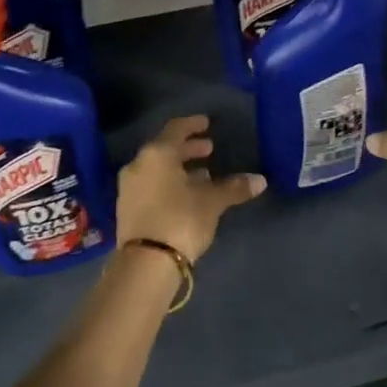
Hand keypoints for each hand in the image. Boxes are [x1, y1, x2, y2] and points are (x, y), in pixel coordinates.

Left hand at [117, 115, 263, 261]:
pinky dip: (168, 184)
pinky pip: (150, 186)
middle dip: (188, 149)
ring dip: (179, 169)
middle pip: (165, 149)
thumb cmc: (181, 219)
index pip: (176, 129)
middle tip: (209, 150)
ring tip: (202, 176)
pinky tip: (186, 196)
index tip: (207, 123)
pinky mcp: (127, 209)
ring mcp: (129, 188)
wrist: (146, 263)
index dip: (193, 124)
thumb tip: (260, 180)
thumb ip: (234, 188)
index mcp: (157, 154)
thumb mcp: (212, 202)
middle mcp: (138, 165)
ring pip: (157, 169)